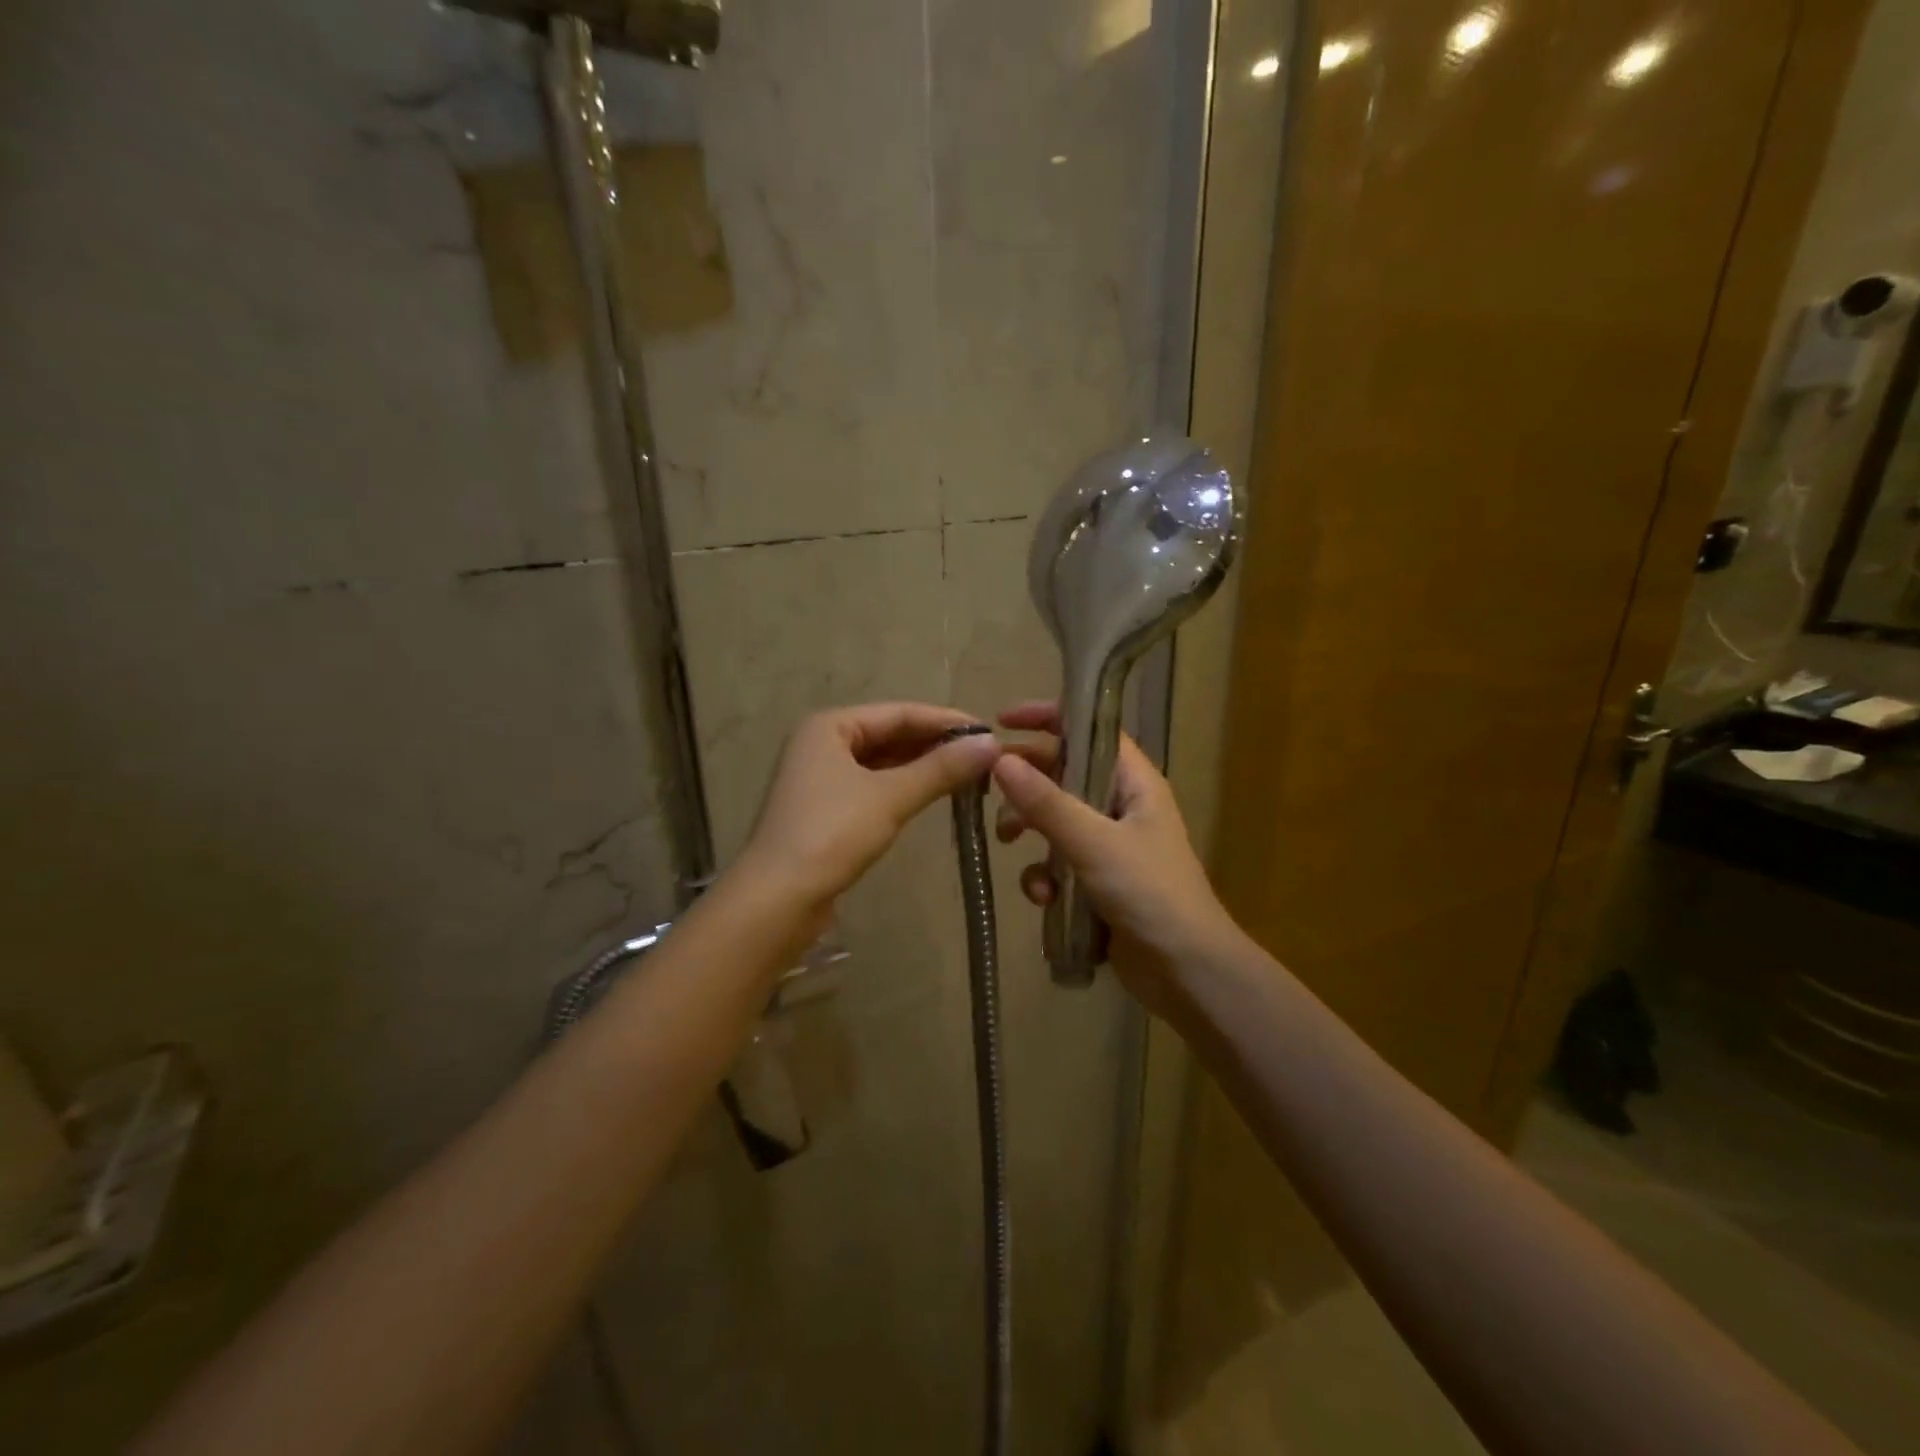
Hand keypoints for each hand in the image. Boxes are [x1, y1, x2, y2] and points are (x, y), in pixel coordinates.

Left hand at [736, 703, 1001, 914]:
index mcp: (830, 726)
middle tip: (985, 757)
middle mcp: (822, 744)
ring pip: (883, 763)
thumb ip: (941, 769)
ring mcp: (821, 778)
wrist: (777, 900)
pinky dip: (904, 789)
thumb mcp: (891, 797)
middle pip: (890, 735)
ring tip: (969, 775)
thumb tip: (992, 744)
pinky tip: (933, 796)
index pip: (900, 713)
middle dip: (936, 745)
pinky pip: (874, 788)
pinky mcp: (826, 811)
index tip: (989, 732)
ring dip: (923, 768)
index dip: (946, 721)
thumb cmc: (831, 835)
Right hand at [991, 702, 1233, 999]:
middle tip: (989, 789)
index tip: (1002, 720)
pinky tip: (1042, 898)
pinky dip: (1045, 875)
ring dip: (1031, 831)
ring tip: (1011, 844)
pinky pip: (1058, 863)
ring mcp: (1108, 846)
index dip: (1048, 718)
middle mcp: (1120, 806)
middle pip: (1064, 774)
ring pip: (1054, 821)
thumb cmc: (1149, 894)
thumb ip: (1047, 803)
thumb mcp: (1094, 843)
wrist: (1187, 971)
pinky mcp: (1097, 882)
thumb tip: (1001, 760)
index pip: (1090, 730)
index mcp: (1133, 783)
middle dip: (1027, 783)